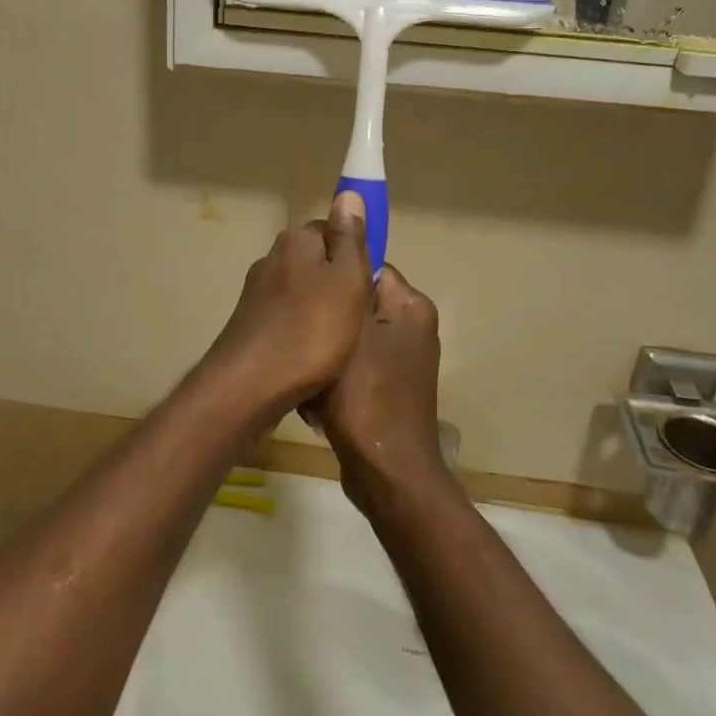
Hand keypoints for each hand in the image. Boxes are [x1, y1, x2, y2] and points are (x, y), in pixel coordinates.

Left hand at [202, 192, 373, 417]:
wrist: (250, 385)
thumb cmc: (310, 331)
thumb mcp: (346, 280)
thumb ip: (350, 239)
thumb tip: (348, 195)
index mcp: (296, 241)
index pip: (334, 231)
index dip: (356, 256)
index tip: (368, 286)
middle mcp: (272, 258)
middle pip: (319, 263)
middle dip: (339, 286)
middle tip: (359, 318)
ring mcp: (257, 292)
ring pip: (304, 293)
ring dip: (322, 313)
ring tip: (340, 344)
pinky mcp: (251, 323)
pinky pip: (288, 319)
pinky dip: (303, 333)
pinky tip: (313, 358)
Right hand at [307, 264, 445, 496]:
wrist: (387, 473)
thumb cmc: (365, 396)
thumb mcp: (349, 332)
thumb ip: (346, 287)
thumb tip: (346, 241)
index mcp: (411, 306)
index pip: (368, 267)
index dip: (334, 279)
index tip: (305, 295)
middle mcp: (413, 327)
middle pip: (357, 305)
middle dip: (328, 324)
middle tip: (302, 341)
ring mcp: (404, 361)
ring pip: (352, 339)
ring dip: (328, 355)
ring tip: (308, 375)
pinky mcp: (392, 389)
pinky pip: (357, 368)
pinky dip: (337, 380)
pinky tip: (317, 400)